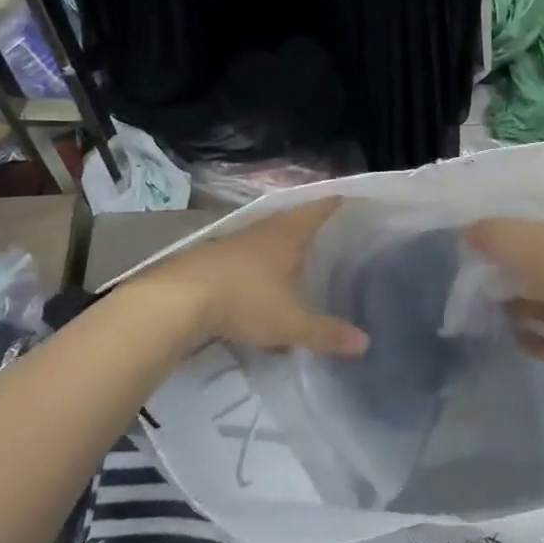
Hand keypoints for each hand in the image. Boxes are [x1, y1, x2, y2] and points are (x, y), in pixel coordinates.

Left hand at [126, 198, 368, 356]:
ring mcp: (236, 241)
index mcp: (289, 234)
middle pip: (294, 217)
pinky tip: (263, 273)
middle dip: (313, 221)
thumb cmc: (245, 300)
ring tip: (302, 251)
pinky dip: (262, 257)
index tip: (355, 199)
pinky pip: (248, 250)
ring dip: (285, 239)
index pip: (320, 208)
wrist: (177, 300)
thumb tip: (366, 343)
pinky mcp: (214, 256)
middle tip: (335, 229)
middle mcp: (264, 229)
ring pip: (269, 233)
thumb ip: (327, 333)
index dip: (338, 202)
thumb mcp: (290, 323)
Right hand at [464, 215, 543, 365]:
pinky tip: (512, 337)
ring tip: (493, 308)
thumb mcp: (514, 237)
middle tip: (489, 278)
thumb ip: (490, 233)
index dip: (524, 235)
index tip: (496, 245)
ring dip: (526, 306)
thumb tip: (468, 233)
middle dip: (522, 273)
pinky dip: (535, 337)